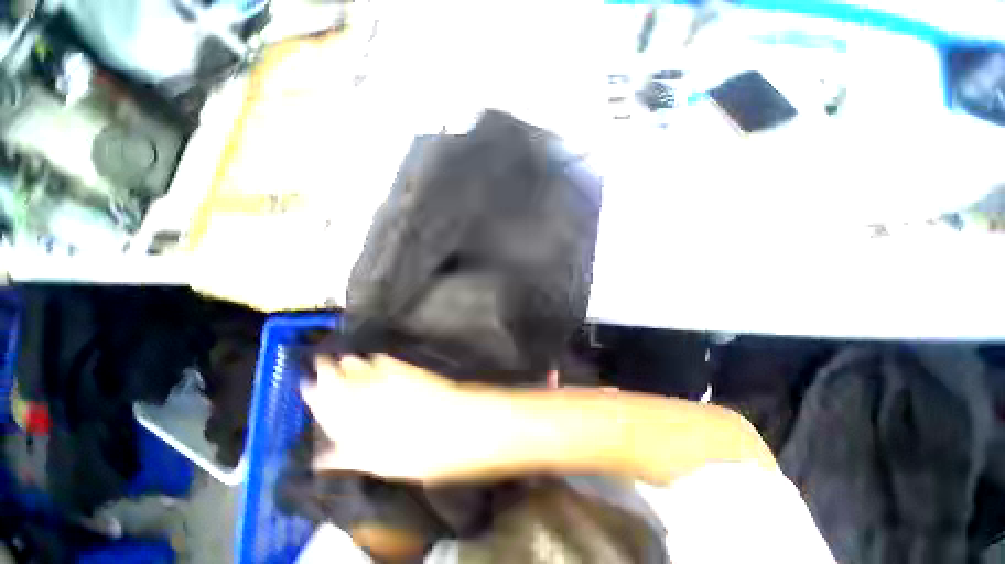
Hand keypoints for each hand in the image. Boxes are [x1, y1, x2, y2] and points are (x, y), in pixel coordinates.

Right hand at [301, 354, 489, 482]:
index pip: (320, 399)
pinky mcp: (405, 366)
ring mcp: (385, 375)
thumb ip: (346, 455)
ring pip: (358, 362)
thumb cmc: (414, 452)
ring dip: (349, 360)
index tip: (306, 383)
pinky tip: (374, 358)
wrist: (453, 423)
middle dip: (326, 367)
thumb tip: (323, 457)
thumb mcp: (375, 462)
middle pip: (336, 373)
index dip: (312, 390)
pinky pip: (383, 358)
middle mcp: (361, 390)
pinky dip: (375, 359)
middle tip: (321, 361)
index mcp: (348, 417)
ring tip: (345, 359)